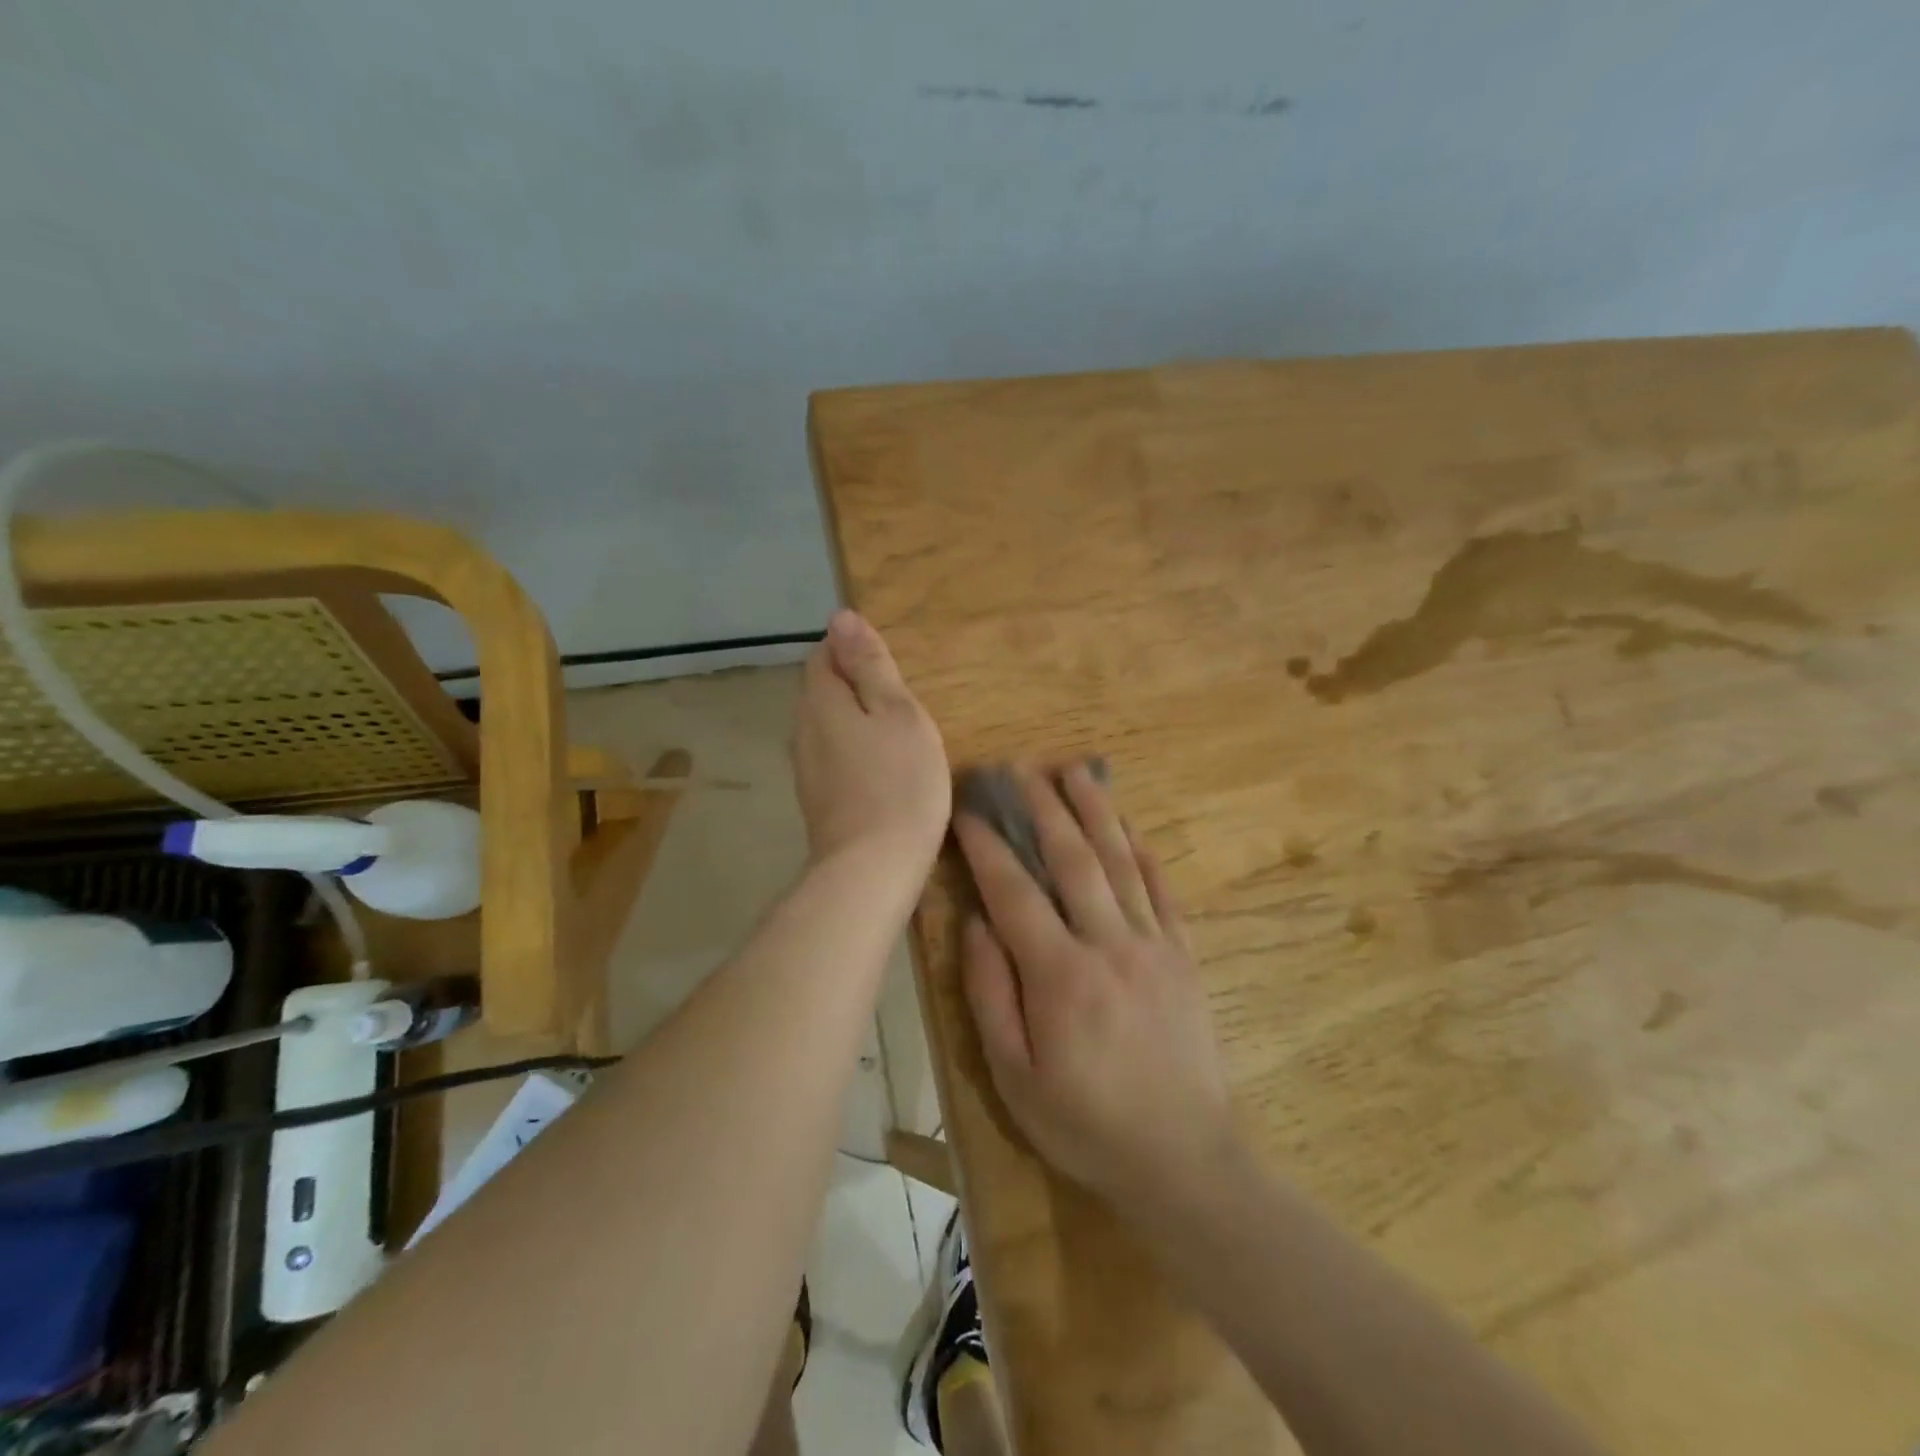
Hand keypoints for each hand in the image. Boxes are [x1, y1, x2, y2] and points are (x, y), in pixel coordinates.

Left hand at [793, 610, 949, 868]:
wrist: (872, 868)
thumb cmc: (899, 783)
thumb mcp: (898, 714)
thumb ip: (870, 666)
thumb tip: (842, 618)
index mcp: (821, 701)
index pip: (823, 654)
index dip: (852, 650)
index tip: (889, 667)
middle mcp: (802, 729)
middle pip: (821, 689)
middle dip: (853, 685)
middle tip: (899, 699)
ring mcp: (805, 768)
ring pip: (826, 725)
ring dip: (854, 720)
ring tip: (894, 732)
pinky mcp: (816, 798)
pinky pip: (831, 756)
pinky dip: (853, 750)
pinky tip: (880, 768)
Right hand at [955, 763, 1235, 1209]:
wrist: (1182, 1158)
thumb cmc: (1084, 1123)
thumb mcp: (1013, 1076)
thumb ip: (990, 993)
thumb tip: (975, 923)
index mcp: (1059, 975)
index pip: (1014, 892)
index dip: (988, 846)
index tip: (969, 810)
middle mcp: (1108, 944)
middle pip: (1072, 859)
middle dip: (1044, 808)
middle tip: (1022, 768)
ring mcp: (1153, 945)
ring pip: (1121, 862)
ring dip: (1096, 811)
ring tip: (1077, 771)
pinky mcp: (1184, 956)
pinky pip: (1162, 890)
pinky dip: (1144, 852)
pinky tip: (1130, 826)